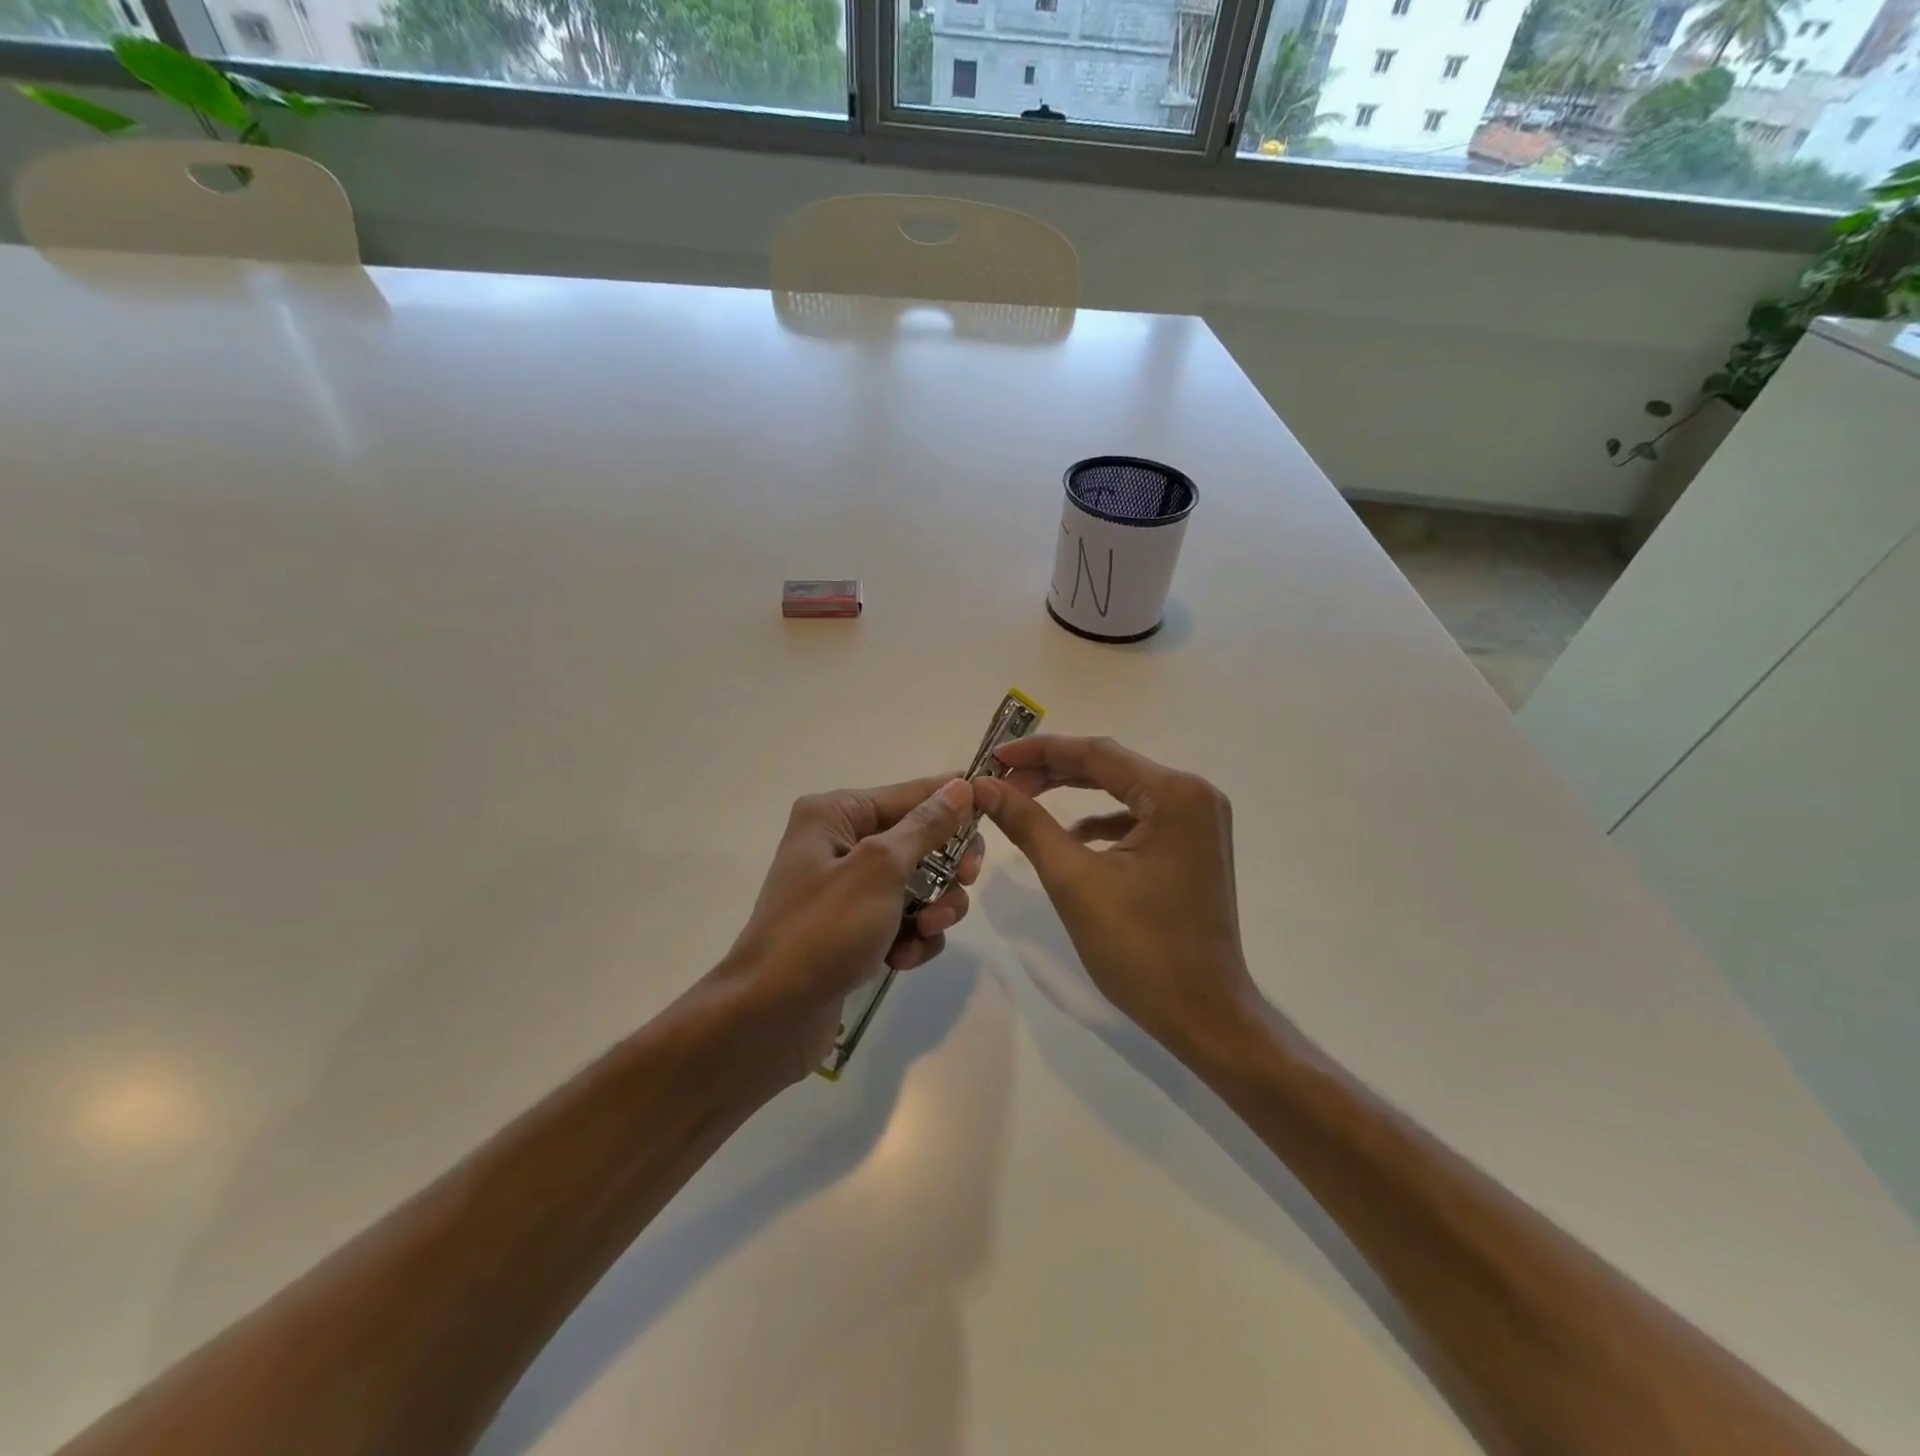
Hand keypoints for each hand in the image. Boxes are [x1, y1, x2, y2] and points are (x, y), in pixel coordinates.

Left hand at [714, 775, 983, 1077]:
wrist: (770, 1017)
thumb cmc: (823, 929)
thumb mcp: (880, 868)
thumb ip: (926, 826)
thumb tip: (961, 785)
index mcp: (836, 814)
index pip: (911, 794)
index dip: (955, 804)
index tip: (997, 815)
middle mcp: (840, 843)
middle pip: (919, 840)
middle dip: (945, 868)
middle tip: (964, 884)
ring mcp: (847, 890)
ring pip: (917, 884)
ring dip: (932, 909)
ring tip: (924, 933)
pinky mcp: (853, 930)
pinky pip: (902, 920)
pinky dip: (911, 938)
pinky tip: (901, 960)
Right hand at [973, 736, 1257, 1057]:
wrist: (1204, 1015)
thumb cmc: (1140, 949)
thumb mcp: (1074, 881)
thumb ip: (1028, 824)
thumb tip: (984, 786)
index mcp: (1175, 795)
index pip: (1096, 754)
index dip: (1039, 751)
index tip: (993, 756)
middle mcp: (1195, 795)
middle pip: (1111, 767)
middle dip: (1053, 771)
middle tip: (1001, 779)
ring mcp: (1200, 821)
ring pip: (1123, 790)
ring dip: (1074, 793)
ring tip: (1025, 799)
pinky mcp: (1193, 845)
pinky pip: (1139, 817)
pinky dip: (1102, 821)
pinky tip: (1073, 837)